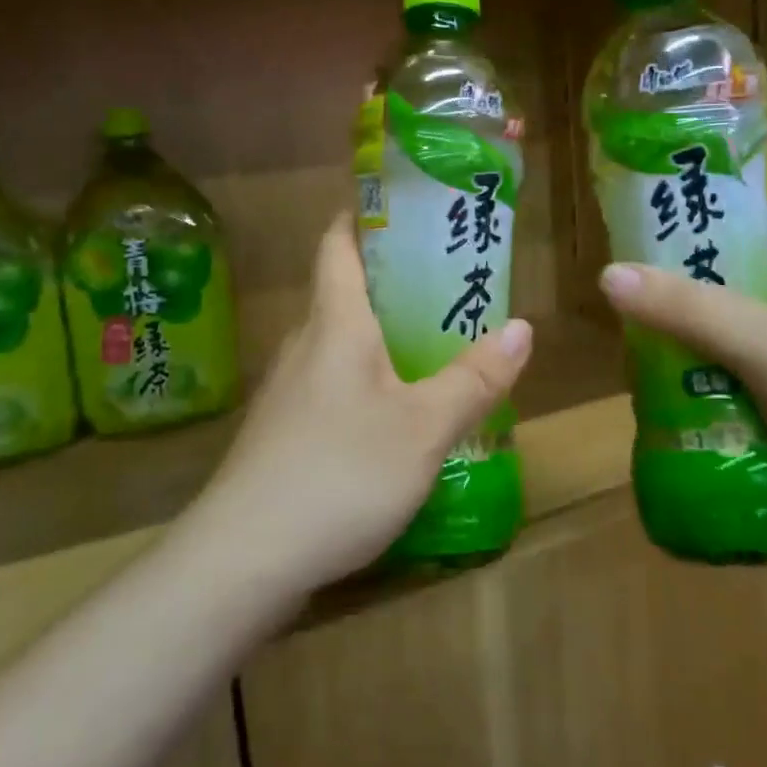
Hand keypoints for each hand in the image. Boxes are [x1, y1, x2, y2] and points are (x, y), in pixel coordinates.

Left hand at [192, 214, 533, 593]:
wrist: (244, 559)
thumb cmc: (341, 472)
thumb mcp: (424, 427)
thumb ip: (474, 378)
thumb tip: (522, 328)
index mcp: (335, 323)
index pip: (338, 243)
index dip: (363, 215)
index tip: (402, 206)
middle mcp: (304, 344)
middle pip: (342, 291)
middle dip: (391, 279)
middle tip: (447, 280)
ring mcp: (287, 392)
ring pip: (337, 342)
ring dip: (380, 333)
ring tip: (432, 342)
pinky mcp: (283, 434)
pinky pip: (331, 384)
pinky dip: (366, 379)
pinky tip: (395, 412)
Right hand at [597, 101, 766, 555]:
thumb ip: (690, 311)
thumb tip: (608, 275)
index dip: (762, 126)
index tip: (714, 100)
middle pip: (757, 228)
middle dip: (705, 210)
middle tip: (642, 196)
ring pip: (743, 293)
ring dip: (697, 286)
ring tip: (636, 274)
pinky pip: (741, 349)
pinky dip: (705, 346)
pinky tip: (663, 354)